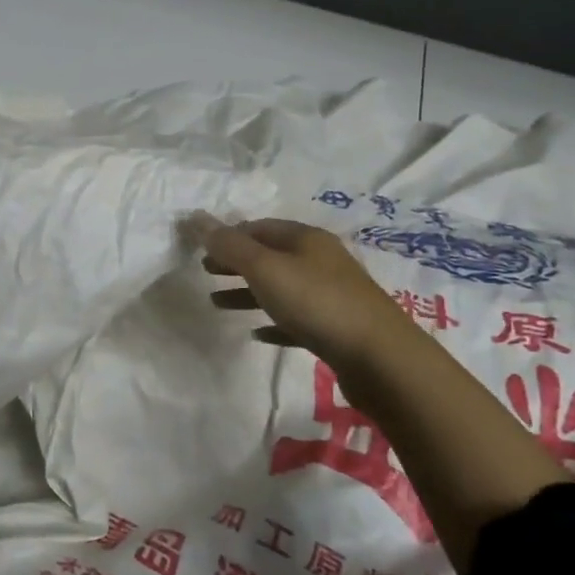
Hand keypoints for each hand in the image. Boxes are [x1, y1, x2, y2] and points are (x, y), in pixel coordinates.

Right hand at [188, 214, 406, 365]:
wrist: (379, 357)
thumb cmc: (316, 302)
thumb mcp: (265, 269)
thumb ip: (229, 245)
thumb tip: (195, 217)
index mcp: (306, 239)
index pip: (259, 227)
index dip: (228, 234)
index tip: (201, 248)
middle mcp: (320, 260)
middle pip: (269, 255)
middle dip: (236, 262)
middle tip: (204, 271)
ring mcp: (330, 294)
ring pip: (280, 287)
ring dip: (248, 292)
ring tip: (217, 304)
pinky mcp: (335, 327)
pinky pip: (295, 319)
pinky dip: (273, 321)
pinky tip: (257, 333)